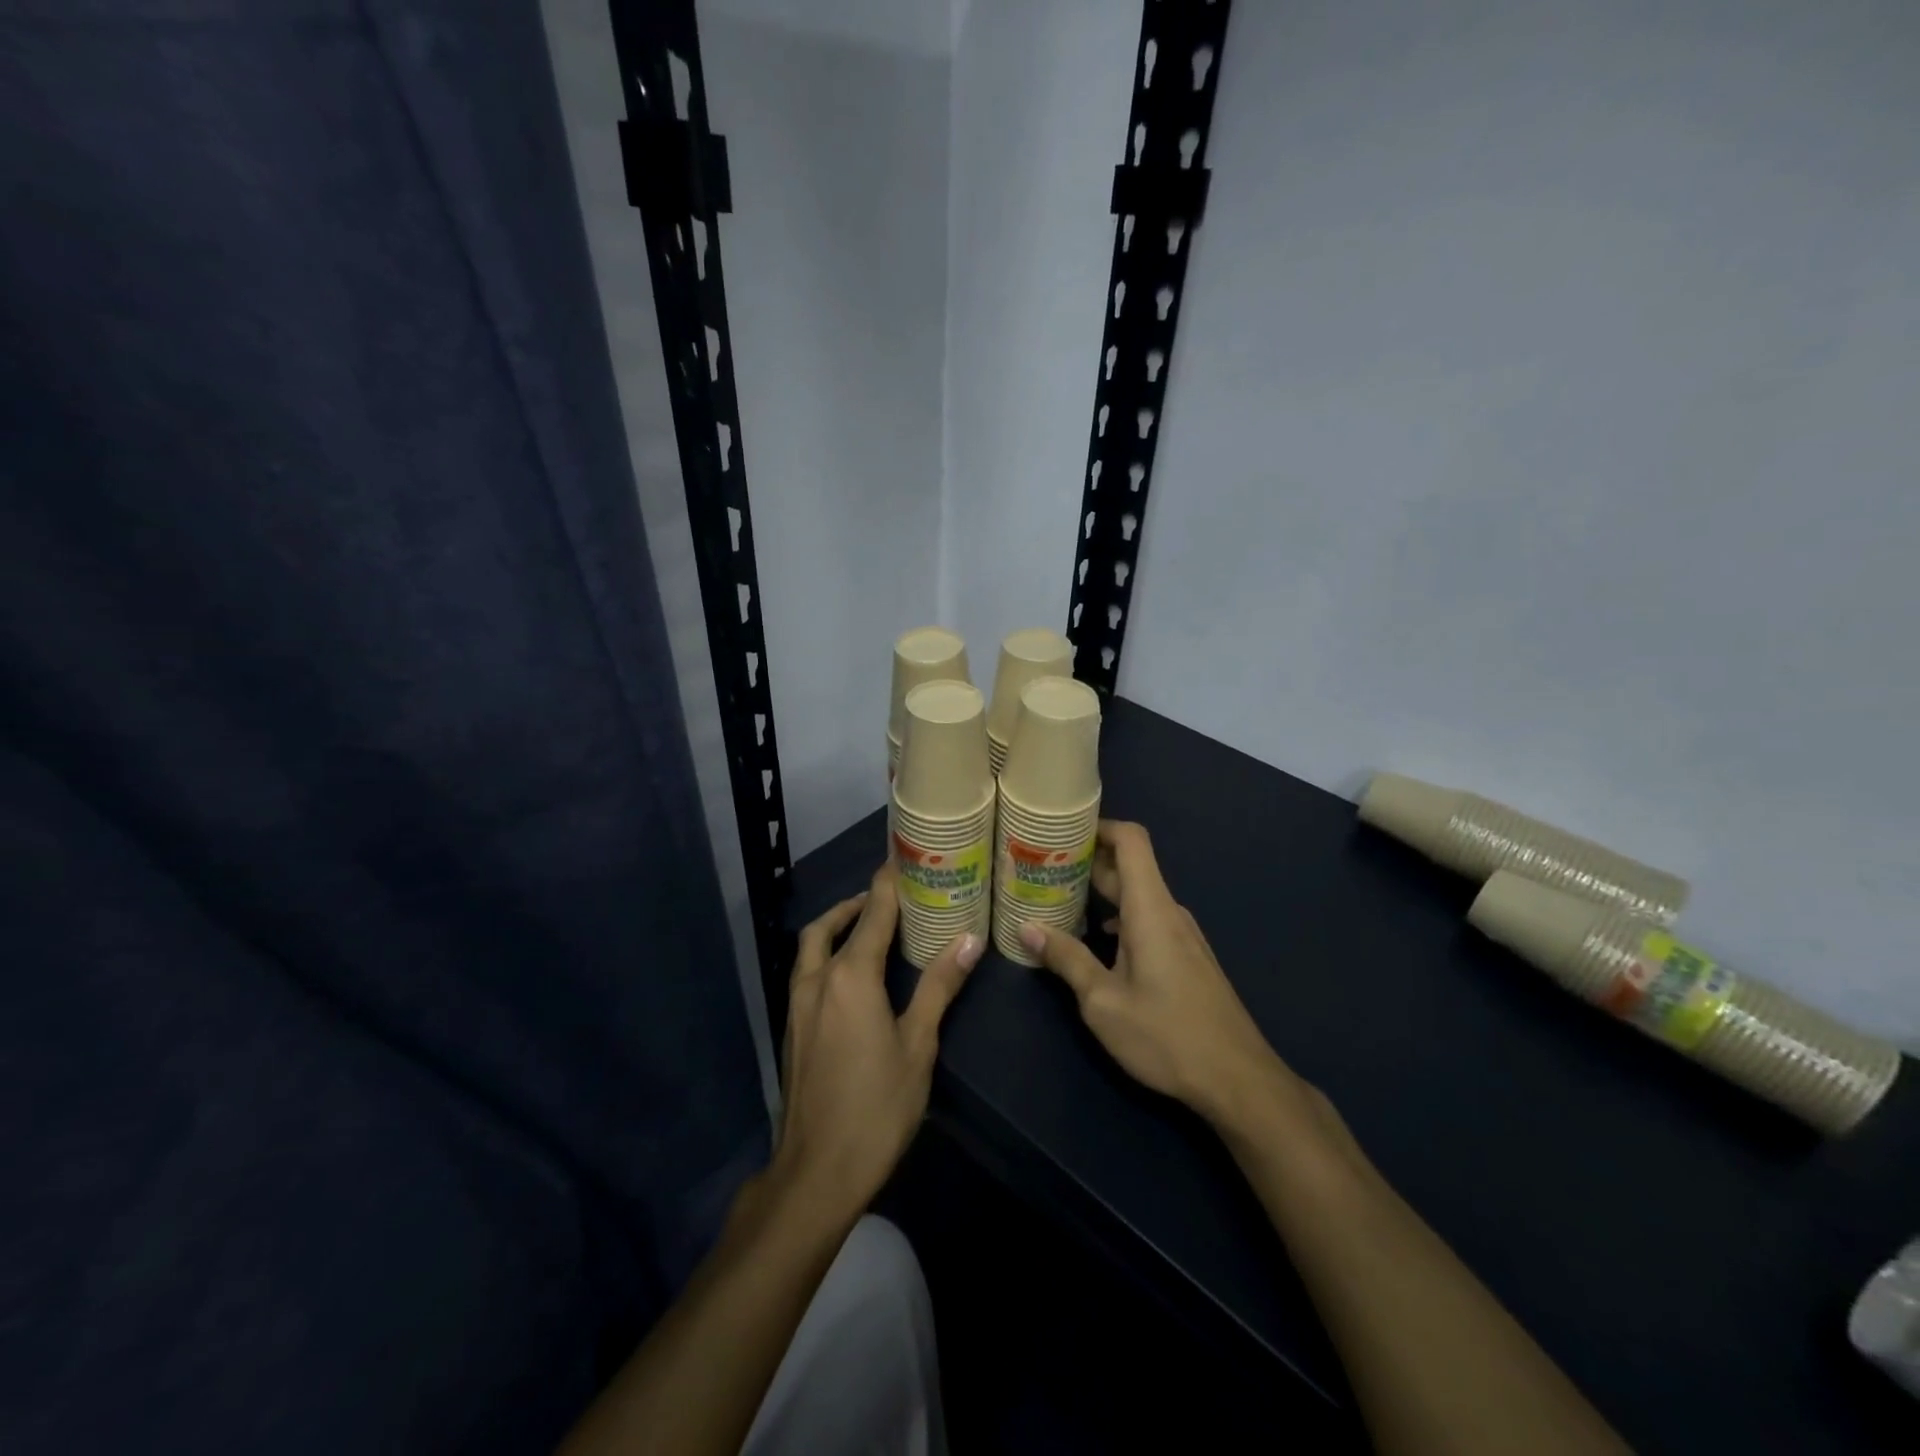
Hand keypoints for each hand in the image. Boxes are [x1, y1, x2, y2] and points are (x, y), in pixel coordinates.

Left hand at [771, 865, 982, 1219]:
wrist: (815, 1172)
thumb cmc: (877, 1107)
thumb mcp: (918, 1045)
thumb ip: (938, 987)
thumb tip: (969, 939)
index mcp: (850, 976)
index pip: (873, 912)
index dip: (888, 881)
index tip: (902, 855)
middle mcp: (817, 979)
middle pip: (832, 923)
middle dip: (858, 902)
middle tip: (889, 896)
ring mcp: (797, 1004)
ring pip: (811, 947)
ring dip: (836, 926)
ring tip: (867, 927)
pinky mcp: (791, 1027)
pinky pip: (806, 971)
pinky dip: (826, 954)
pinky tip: (850, 976)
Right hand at [1021, 821, 1299, 1127]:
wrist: (1238, 1080)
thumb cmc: (1166, 1036)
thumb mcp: (1103, 1002)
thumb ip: (1066, 959)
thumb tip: (1027, 928)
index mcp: (1151, 909)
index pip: (1131, 840)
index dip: (1099, 826)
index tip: (1062, 833)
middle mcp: (1169, 912)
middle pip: (1129, 866)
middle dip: (1087, 861)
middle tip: (1043, 869)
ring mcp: (1183, 935)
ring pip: (1138, 895)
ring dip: (1102, 893)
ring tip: (1061, 903)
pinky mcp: (1188, 957)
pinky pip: (1149, 919)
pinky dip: (1119, 917)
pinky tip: (1096, 943)